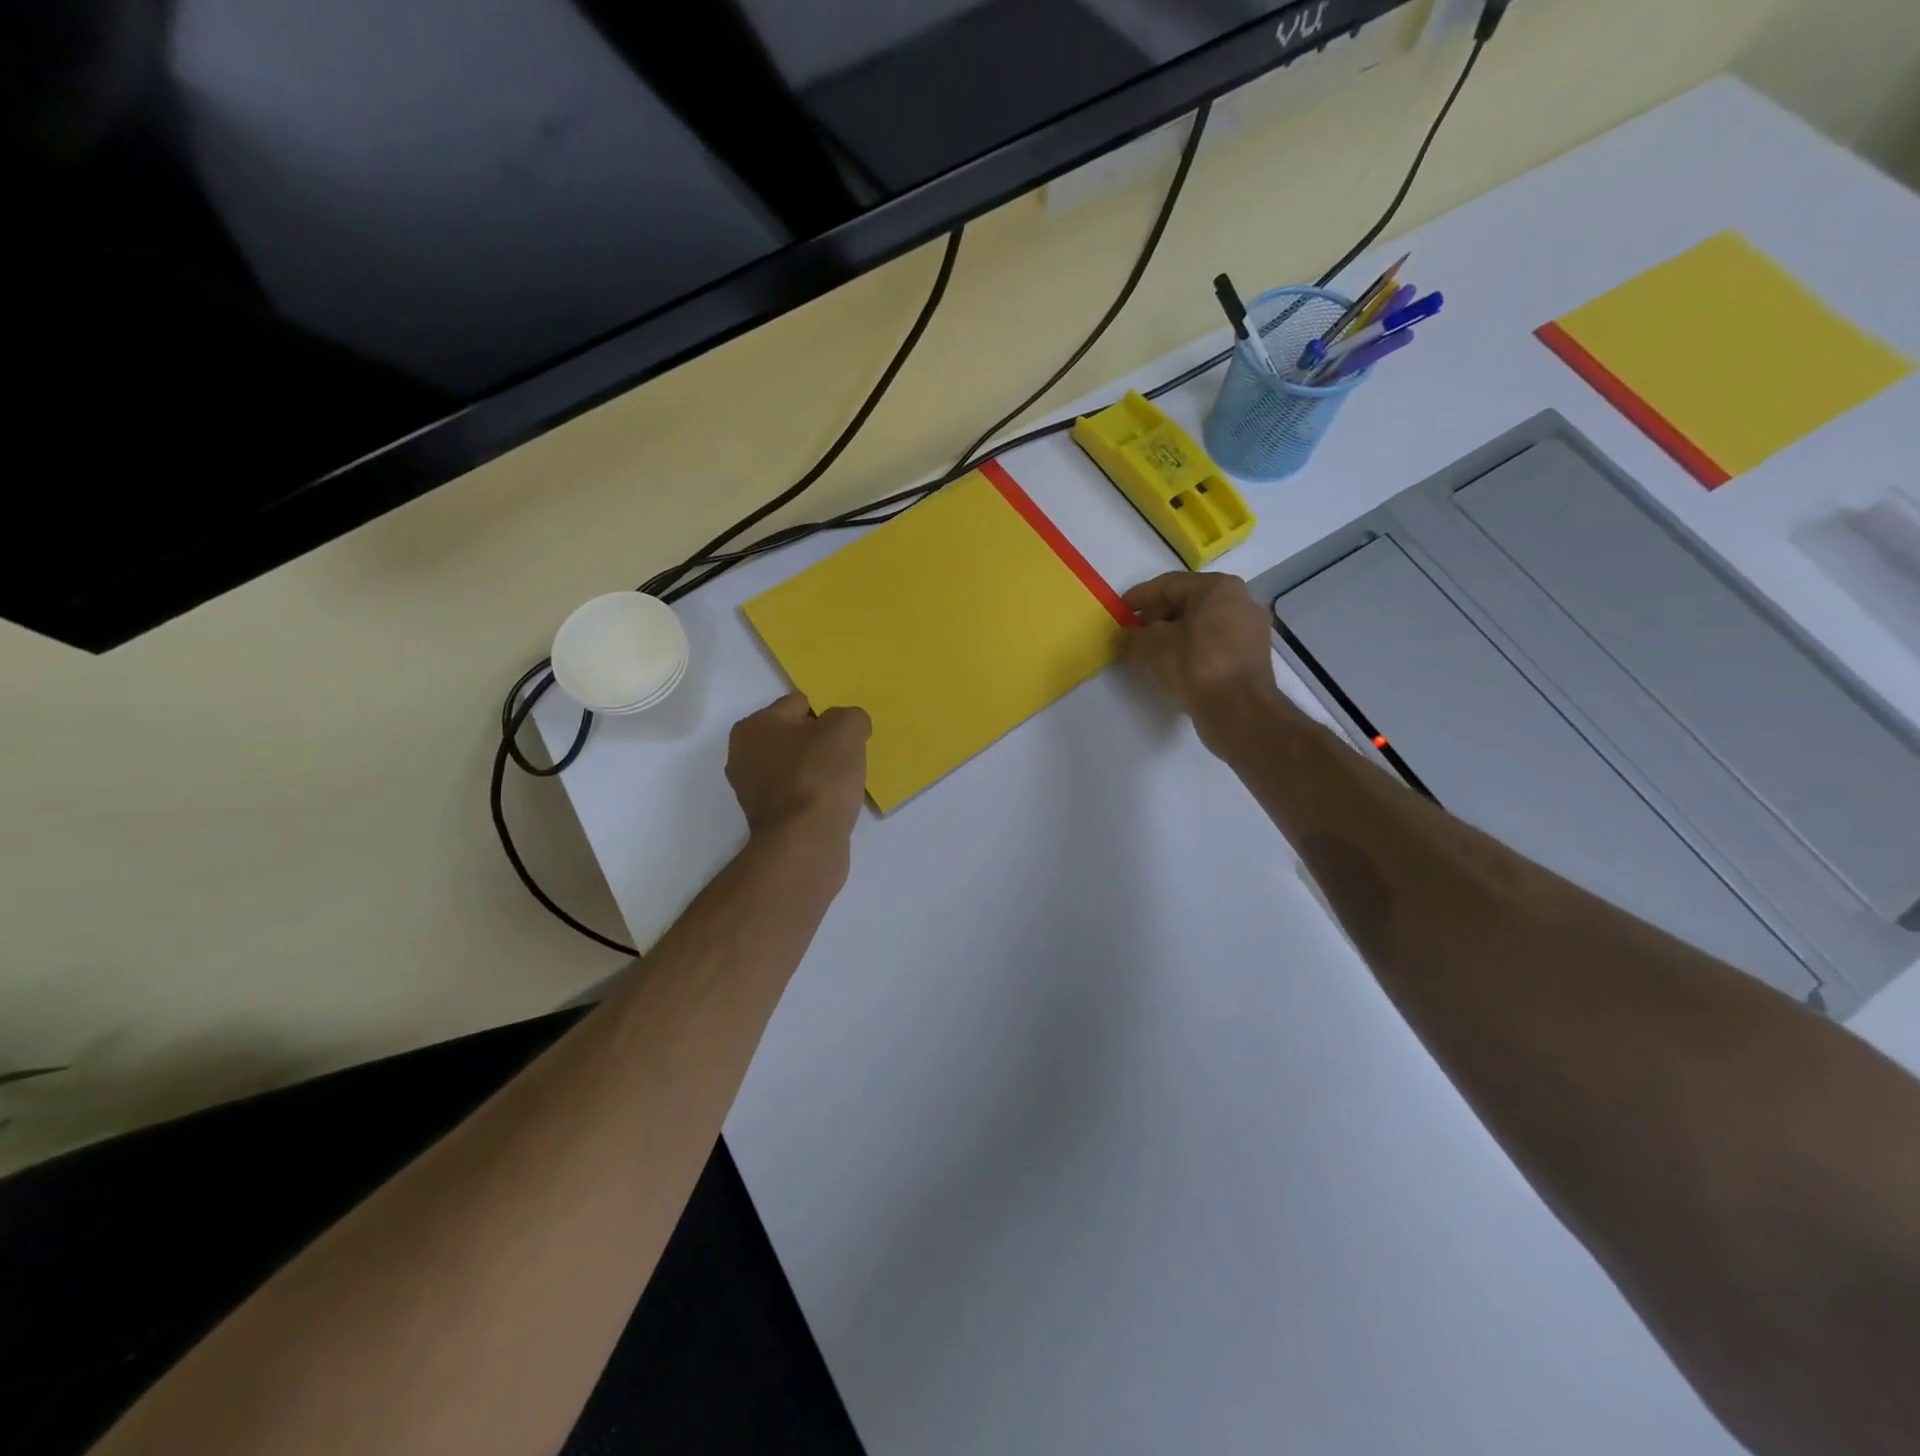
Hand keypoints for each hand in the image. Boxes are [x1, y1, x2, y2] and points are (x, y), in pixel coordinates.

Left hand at [726, 694, 871, 845]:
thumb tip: (851, 728)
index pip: (799, 704)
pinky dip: (814, 797)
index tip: (846, 735)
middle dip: (821, 743)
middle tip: (847, 757)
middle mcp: (743, 755)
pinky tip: (832, 804)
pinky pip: (798, 795)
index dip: (828, 715)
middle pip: (795, 737)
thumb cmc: (819, 775)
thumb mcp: (846, 728)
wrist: (806, 842)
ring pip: (796, 767)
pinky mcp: (768, 820)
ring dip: (818, 772)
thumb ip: (851, 716)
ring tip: (842, 783)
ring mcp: (752, 791)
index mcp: (753, 726)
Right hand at [1123, 572, 1285, 738]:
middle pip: (1188, 602)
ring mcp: (1250, 629)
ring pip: (1202, 624)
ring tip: (1149, 651)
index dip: (1139, 597)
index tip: (1119, 610)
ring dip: (1174, 634)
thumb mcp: (1151, 646)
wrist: (1239, 710)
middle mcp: (1240, 600)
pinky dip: (1192, 648)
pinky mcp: (1251, 656)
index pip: (1169, 584)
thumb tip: (1128, 634)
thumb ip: (1133, 635)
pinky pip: (1214, 643)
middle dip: (1157, 616)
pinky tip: (1174, 664)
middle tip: (1133, 632)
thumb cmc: (1194, 666)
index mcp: (1218, 587)